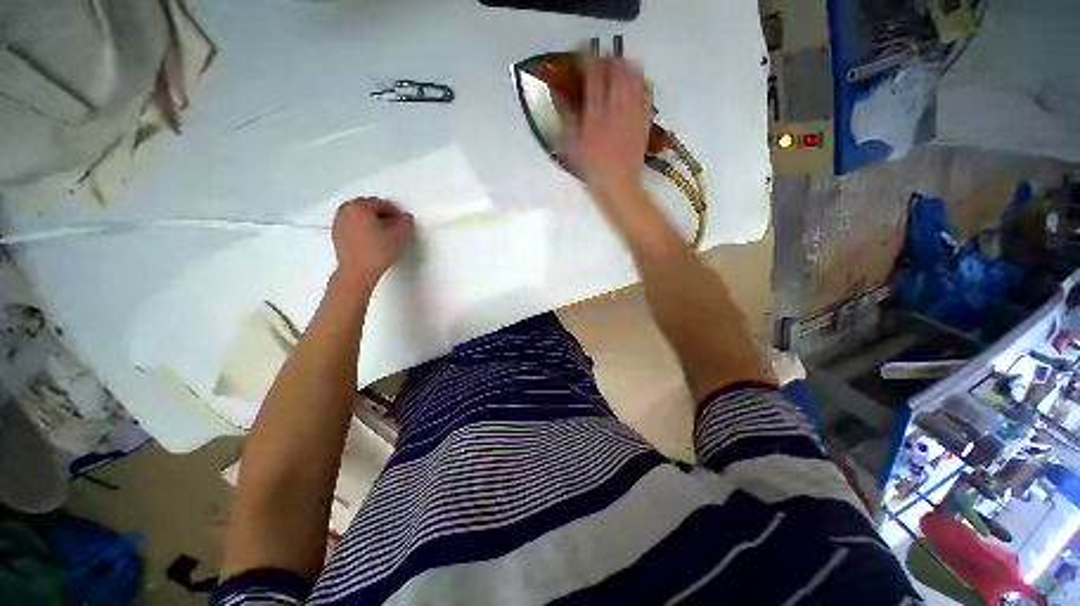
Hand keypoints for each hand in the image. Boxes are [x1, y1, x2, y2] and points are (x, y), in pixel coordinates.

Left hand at [331, 198, 413, 286]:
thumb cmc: (375, 254)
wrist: (358, 272)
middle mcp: (346, 212)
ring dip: (371, 220)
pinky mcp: (337, 235)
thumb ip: (405, 223)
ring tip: (383, 232)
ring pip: (358, 215)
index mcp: (360, 207)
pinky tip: (372, 239)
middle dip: (381, 213)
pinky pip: (351, 225)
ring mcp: (339, 223)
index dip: (395, 212)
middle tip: (394, 224)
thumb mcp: (399, 237)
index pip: (381, 203)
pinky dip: (362, 228)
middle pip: (367, 206)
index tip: (402, 221)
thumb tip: (405, 219)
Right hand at [567, 57, 649, 201]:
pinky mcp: (644, 123)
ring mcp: (633, 116)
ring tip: (623, 64)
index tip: (586, 53)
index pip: (594, 79)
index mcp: (595, 117)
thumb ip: (568, 123)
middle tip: (606, 58)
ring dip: (628, 67)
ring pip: (634, 80)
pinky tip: (638, 83)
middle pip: (617, 73)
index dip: (590, 61)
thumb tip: (562, 100)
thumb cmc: (593, 173)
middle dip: (611, 59)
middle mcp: (615, 110)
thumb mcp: (573, 151)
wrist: (619, 188)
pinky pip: (646, 96)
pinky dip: (642, 85)